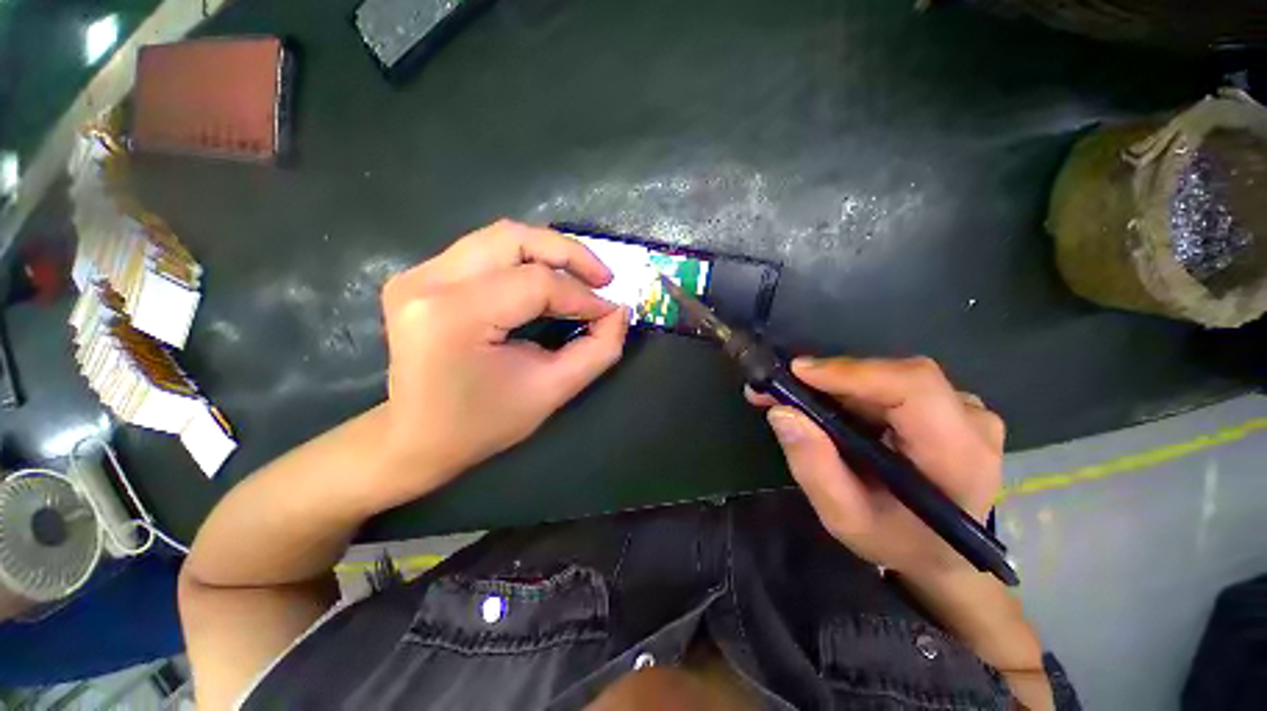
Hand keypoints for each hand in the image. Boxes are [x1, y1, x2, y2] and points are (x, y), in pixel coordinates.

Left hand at [373, 220, 629, 508]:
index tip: (611, 312)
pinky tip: (546, 280)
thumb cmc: (483, 424)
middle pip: (514, 239)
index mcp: (454, 316)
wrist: (415, 438)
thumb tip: (619, 313)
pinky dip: (525, 260)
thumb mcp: (551, 391)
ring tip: (582, 277)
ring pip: (500, 237)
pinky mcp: (420, 276)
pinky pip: (484, 251)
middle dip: (569, 254)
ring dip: (549, 252)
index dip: (582, 296)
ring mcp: (417, 275)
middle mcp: (427, 283)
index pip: (535, 284)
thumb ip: (597, 350)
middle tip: (603, 277)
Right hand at [747, 357, 1003, 577]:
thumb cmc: (897, 542)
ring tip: (794, 399)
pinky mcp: (948, 406)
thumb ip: (814, 467)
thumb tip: (782, 412)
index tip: (798, 373)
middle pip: (894, 376)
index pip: (913, 387)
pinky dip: (851, 390)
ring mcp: (964, 410)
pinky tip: (825, 405)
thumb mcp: (845, 518)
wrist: (941, 553)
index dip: (853, 372)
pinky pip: (892, 384)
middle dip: (830, 379)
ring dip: (836, 385)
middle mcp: (971, 421)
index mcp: (958, 456)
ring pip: (888, 377)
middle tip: (778, 390)